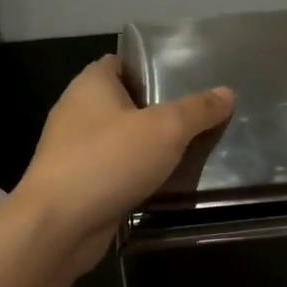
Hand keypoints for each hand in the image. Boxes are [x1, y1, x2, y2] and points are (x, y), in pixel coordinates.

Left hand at [14, 55, 233, 268]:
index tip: (187, 77)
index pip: (123, 62)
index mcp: (91, 84)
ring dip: (150, 144)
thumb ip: (198, 110)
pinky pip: (115, 168)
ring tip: (191, 147)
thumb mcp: (166, 129)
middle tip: (199, 114)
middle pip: (126, 101)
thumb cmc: (109, 161)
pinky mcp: (77, 183)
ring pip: (122, 138)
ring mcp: (74, 149)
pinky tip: (164, 180)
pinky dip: (136, 172)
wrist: (59, 225)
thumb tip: (227, 92)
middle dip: (159, 108)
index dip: (152, 66)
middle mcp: (77, 111)